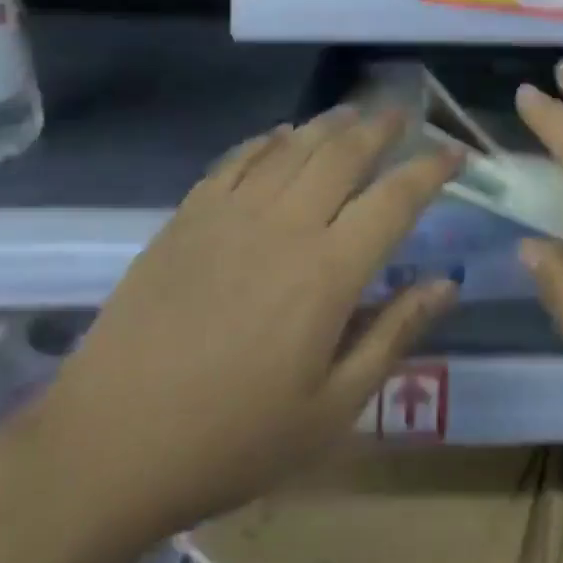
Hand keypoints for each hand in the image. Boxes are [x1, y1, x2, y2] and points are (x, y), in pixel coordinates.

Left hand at [30, 107, 460, 540]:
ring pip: (294, 147)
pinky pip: (237, 160)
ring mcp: (231, 215)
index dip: (432, 169)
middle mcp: (286, 226)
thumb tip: (448, 284)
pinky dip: (268, 140)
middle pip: (345, 153)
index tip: (455, 153)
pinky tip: (282, 135)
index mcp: (329, 272)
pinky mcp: (187, 218)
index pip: (397, 198)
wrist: (106, 449)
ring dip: (331, 123)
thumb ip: (395, 334)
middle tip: (405, 115)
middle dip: (382, 127)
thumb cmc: (233, 439)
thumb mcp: (333, 407)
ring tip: (354, 113)